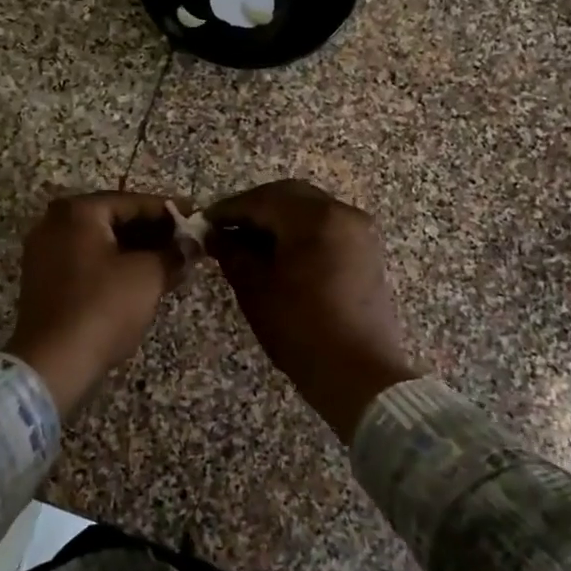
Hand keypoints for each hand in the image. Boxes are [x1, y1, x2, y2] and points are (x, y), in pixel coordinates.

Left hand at [5, 192, 187, 415]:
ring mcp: (45, 253)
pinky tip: (144, 279)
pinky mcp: (44, 281)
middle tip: (187, 241)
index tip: (196, 215)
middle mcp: (55, 223)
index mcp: (78, 212)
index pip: (133, 201)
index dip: (169, 210)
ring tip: (172, 261)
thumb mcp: (148, 275)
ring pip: (101, 242)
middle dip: (153, 232)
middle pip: (114, 219)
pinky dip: (115, 266)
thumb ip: (173, 253)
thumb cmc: (104, 307)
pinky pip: (87, 262)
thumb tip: (192, 246)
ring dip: (136, 250)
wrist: (54, 362)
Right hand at [205, 180, 422, 442]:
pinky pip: (326, 226)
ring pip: (309, 209)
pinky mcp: (366, 250)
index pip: (261, 200)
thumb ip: (233, 253)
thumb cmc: (301, 330)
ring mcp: (359, 231)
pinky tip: (277, 253)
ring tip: (247, 243)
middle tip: (224, 229)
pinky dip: (299, 231)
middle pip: (288, 196)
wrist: (359, 373)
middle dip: (254, 208)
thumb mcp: (256, 289)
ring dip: (277, 219)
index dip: (228, 209)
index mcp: (314, 218)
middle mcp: (342, 213)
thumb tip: (215, 235)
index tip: (203, 222)